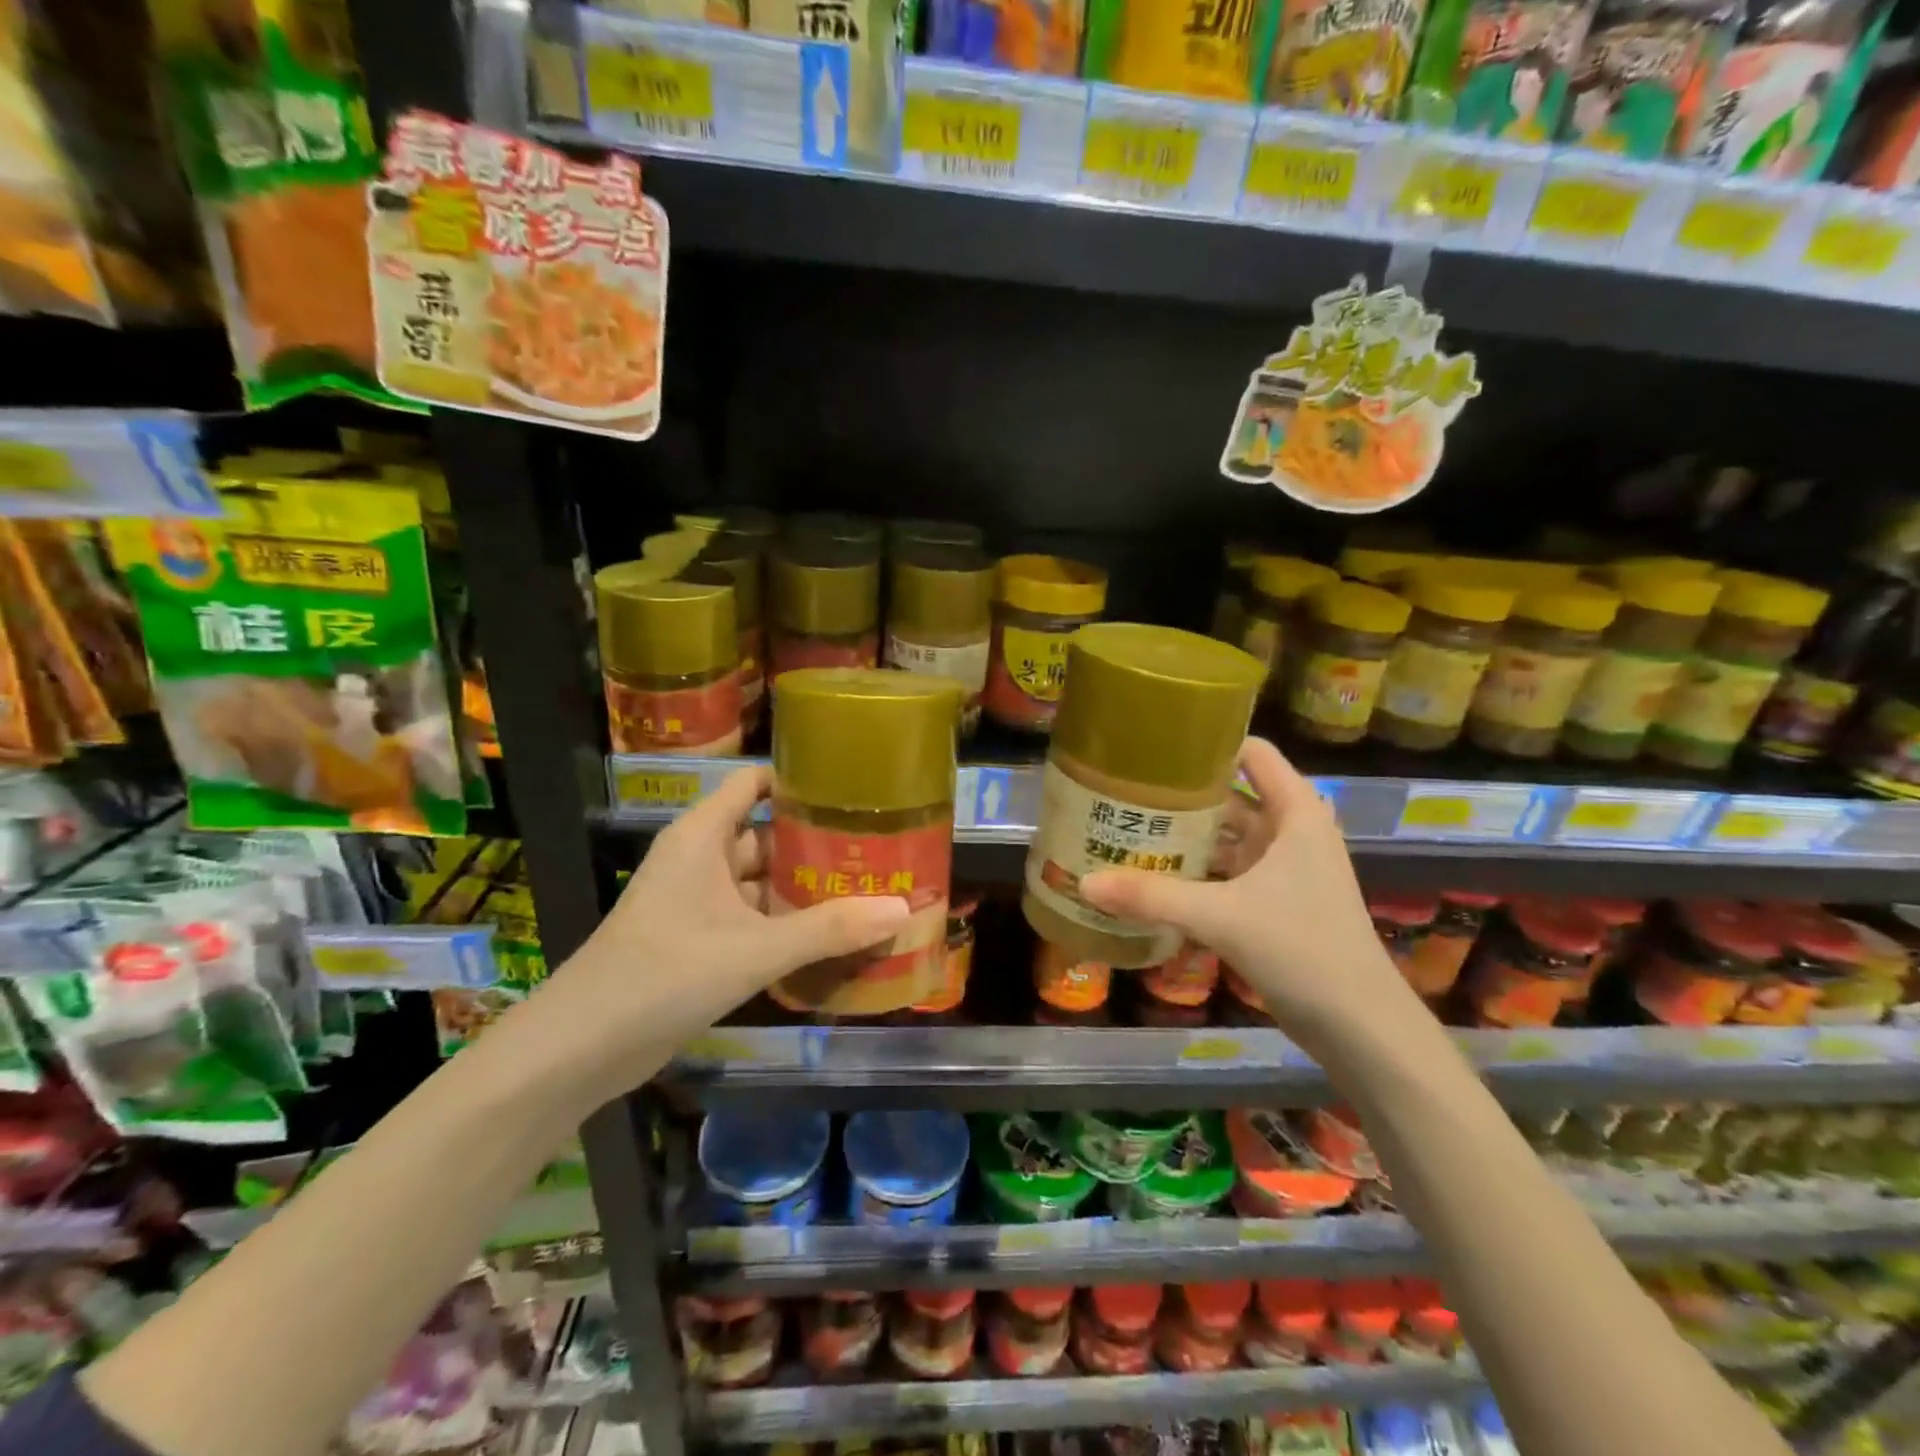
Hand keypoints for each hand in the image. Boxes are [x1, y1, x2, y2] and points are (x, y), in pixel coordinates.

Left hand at [526, 766, 908, 1085]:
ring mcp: (697, 902)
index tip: (851, 788)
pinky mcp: (698, 940)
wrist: (581, 1047)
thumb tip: (902, 908)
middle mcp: (700, 859)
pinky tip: (830, 937)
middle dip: (816, 843)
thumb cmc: (665, 973)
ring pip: (760, 882)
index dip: (799, 779)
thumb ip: (829, 929)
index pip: (754, 782)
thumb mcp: (755, 948)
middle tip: (878, 847)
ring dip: (804, 889)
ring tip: (867, 889)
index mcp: (703, 836)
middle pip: (767, 834)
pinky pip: (751, 918)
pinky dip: (785, 923)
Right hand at [1079, 737, 1413, 1041]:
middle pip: (1231, 795)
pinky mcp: (1276, 903)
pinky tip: (1154, 877)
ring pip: (1227, 838)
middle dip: (1183, 794)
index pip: (1252, 753)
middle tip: (1125, 789)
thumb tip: (1084, 883)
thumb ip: (1151, 897)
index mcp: (1295, 813)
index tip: (1156, 744)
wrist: (1361, 1028)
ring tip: (1129, 828)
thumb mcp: (1221, 916)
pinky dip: (1196, 872)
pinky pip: (1228, 873)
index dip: (1209, 742)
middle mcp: (1291, 832)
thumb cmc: (1303, 950)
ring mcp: (1285, 870)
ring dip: (1186, 836)